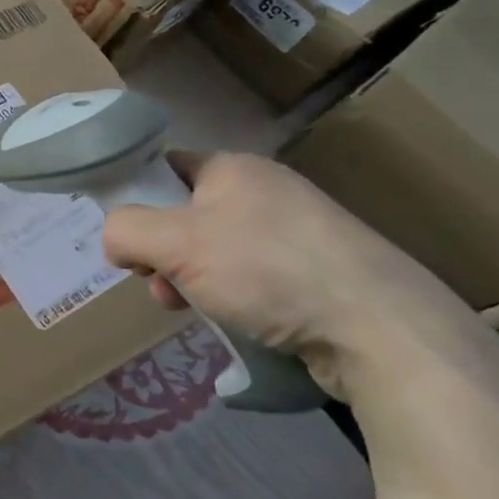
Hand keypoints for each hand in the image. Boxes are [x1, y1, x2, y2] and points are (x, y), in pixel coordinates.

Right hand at [101, 152, 484, 400]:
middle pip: (187, 216)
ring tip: (196, 313)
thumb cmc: (266, 270)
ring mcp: (300, 234)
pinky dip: (236, 300)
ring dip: (194, 282)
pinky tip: (239, 325)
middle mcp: (267, 191)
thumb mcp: (175, 243)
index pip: (165, 169)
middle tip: (161, 289)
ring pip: (219, 253)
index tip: (130, 244)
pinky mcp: (323, 275)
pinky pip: (256, 279)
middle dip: (164, 255)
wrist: (383, 331)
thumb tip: (115, 241)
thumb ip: (125, 230)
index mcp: (234, 168)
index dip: (138, 201)